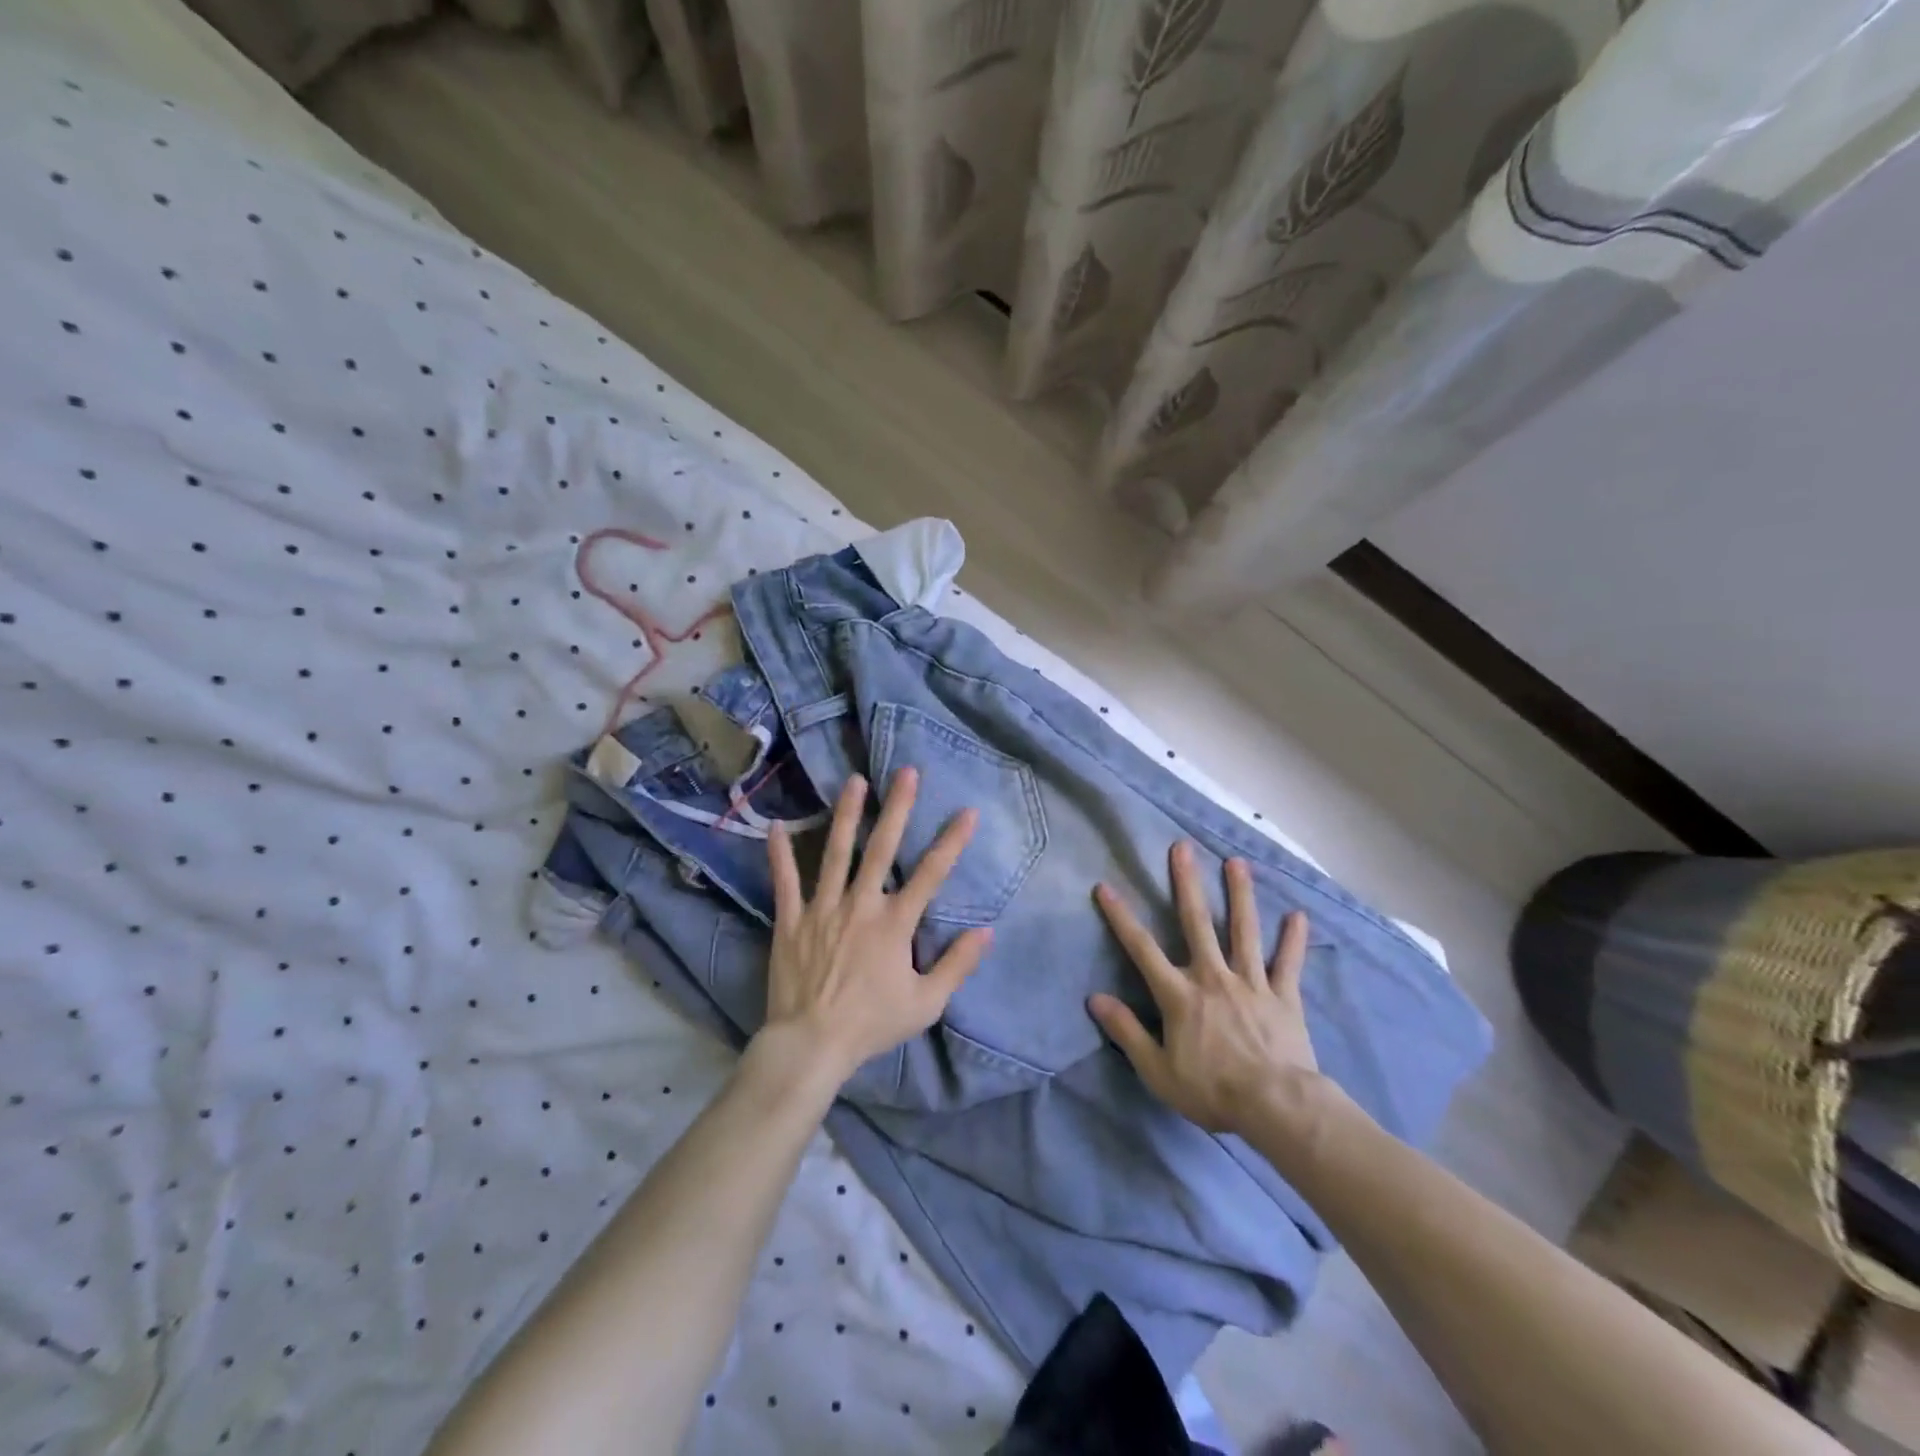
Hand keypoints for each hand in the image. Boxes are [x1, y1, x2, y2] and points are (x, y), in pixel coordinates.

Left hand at [758, 768, 991, 1087]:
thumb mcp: (926, 1004)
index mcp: (894, 924)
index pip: (931, 874)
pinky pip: (785, 881)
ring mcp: (822, 909)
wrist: (811, 1045)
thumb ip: (957, 965)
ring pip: (835, 853)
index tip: (967, 811)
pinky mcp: (790, 920)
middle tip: (906, 772)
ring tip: (854, 781)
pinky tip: (777, 825)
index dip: (952, 841)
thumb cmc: (871, 1024)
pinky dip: (780, 854)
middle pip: (882, 849)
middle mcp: (860, 905)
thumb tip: (986, 932)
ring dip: (846, 814)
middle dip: (897, 808)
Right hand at [1089, 841, 1320, 1135]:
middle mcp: (1213, 977)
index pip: (1142, 948)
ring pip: (1244, 931)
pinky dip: (1293, 940)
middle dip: (1187, 883)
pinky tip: (1298, 915)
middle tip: (1183, 848)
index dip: (1121, 917)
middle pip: (1197, 922)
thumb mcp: (1157, 1070)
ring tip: (1237, 863)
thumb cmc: (1212, 1090)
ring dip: (1240, 895)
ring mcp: (1251, 983)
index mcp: (1180, 994)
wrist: (1277, 1107)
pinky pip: (1288, 963)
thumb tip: (1095, 999)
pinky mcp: (1283, 996)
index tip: (1106, 887)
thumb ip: (1126, 1032)